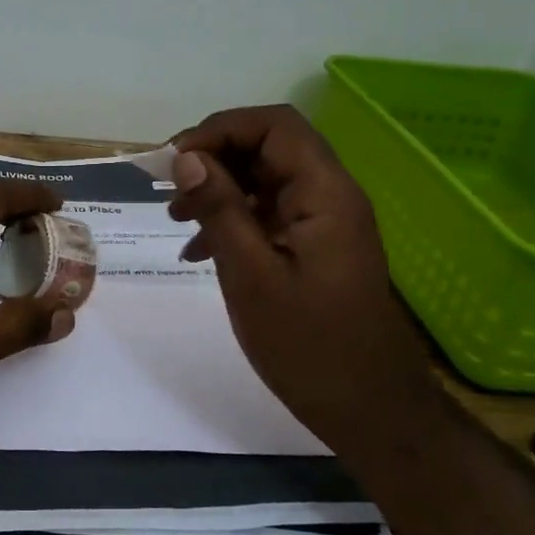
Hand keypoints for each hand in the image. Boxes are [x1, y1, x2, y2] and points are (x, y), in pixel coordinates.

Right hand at [168, 105, 436, 444]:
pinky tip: (197, 251)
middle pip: (268, 148)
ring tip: (175, 218)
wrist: (368, 408)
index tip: (173, 160)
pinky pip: (269, 215)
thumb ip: (220, 210)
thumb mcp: (251, 275)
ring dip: (218, 189)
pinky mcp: (315, 249)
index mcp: (324, 193)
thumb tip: (186, 158)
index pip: (272, 126)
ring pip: (265, 181)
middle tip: (166, 187)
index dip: (219, 130)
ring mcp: (324, 223)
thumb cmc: (308, 344)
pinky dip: (232, 221)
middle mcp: (330, 196)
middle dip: (214, 158)